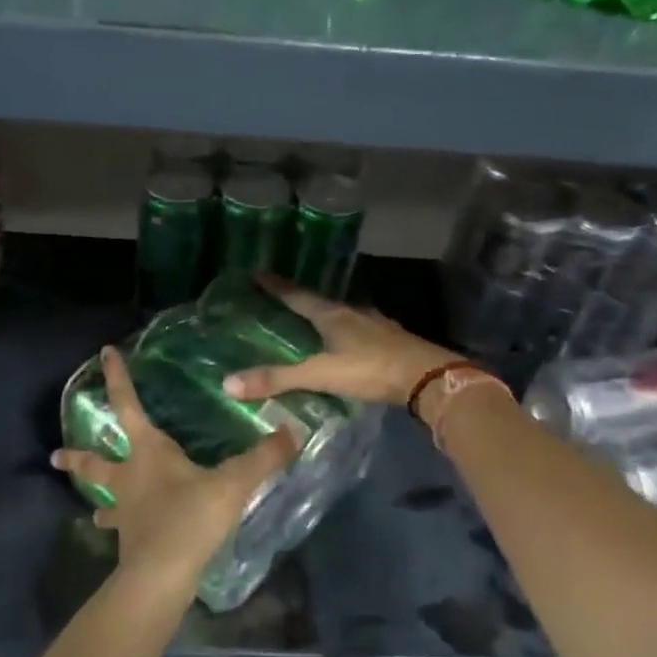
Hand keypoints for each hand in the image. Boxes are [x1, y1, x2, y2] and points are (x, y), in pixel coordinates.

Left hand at [51, 348, 298, 587]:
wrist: (161, 576)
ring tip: (93, 512)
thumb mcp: (232, 484)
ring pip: (104, 501)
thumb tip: (294, 431)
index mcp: (148, 453)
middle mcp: (129, 478)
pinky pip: (122, 529)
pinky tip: (123, 538)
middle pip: (96, 462)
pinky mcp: (130, 542)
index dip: (118, 378)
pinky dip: (120, 529)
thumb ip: (263, 457)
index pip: (128, 406)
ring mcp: (126, 513)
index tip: (105, 353)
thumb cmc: (190, 518)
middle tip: (55, 456)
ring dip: (97, 499)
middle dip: (77, 456)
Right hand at [220, 275, 460, 407]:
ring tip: (308, 324)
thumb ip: (278, 379)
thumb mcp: (321, 374)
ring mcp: (375, 325)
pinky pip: (359, 332)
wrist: (428, 378)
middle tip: (279, 301)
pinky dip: (345, 334)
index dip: (276, 286)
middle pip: (320, 303)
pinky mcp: (391, 341)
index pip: (297, 295)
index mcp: (333, 314)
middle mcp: (353, 313)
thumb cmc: (371, 369)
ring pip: (343, 316)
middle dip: (299, 300)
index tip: (257, 273)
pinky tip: (344, 346)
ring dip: (324, 318)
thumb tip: (228, 383)